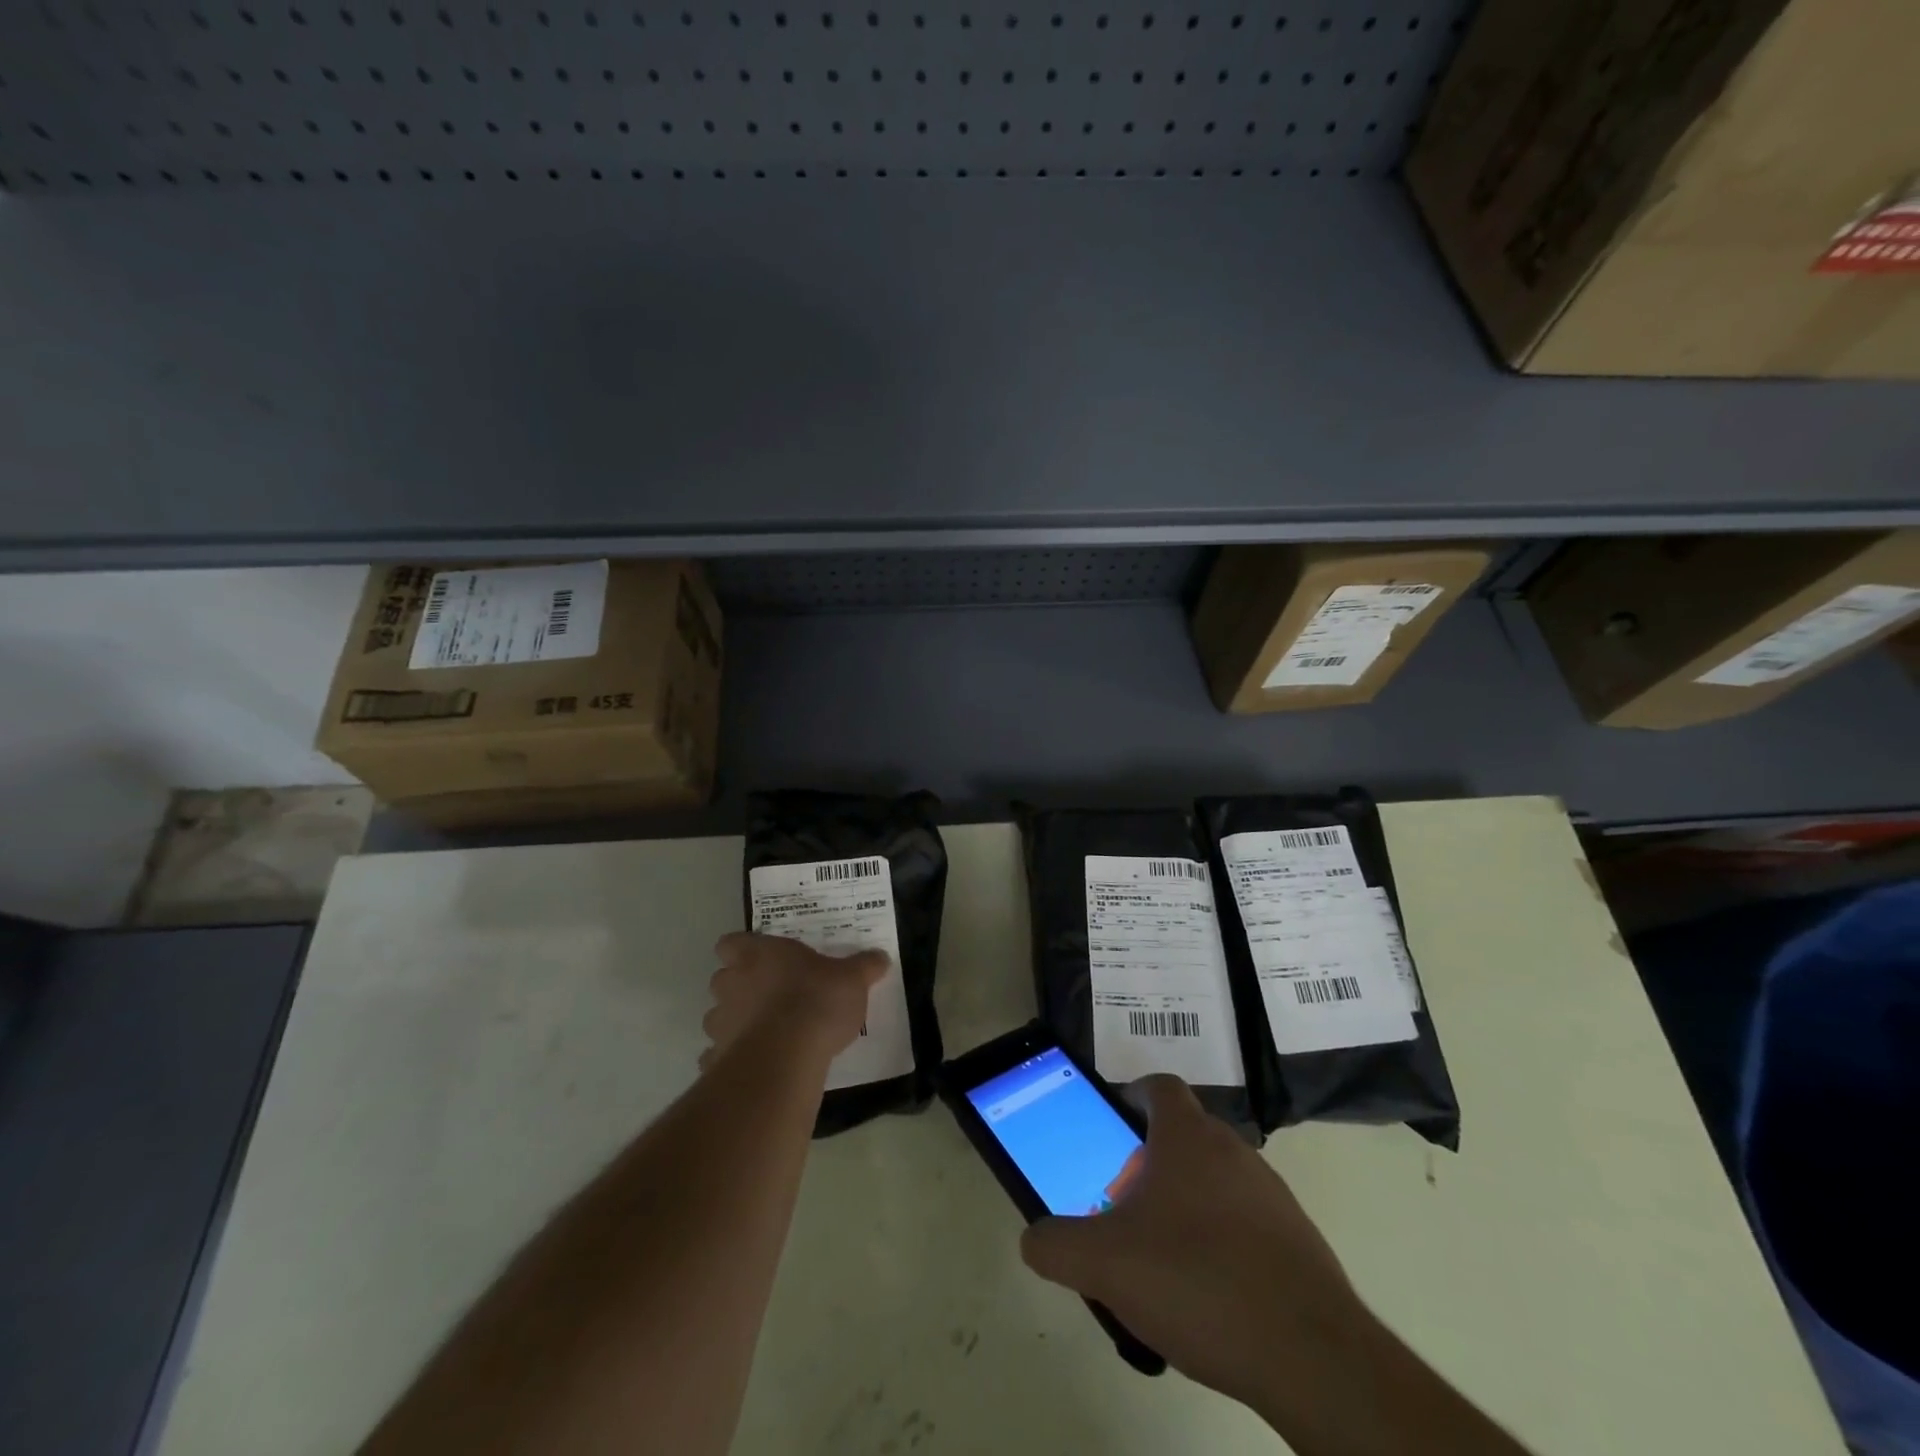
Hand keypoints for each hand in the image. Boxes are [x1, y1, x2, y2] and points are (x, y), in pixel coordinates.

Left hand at [700, 933, 886, 1070]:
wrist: (787, 1056)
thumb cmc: (817, 1001)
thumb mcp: (852, 979)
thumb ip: (864, 966)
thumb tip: (881, 956)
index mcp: (758, 954)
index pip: (731, 942)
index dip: (742, 950)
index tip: (760, 959)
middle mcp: (732, 983)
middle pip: (722, 978)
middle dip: (739, 987)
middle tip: (769, 995)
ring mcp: (720, 1022)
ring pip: (717, 1017)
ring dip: (734, 1022)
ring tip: (763, 1033)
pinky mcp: (717, 1058)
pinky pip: (717, 1056)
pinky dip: (731, 1059)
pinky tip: (754, 1064)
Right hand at [1020, 1076, 1368, 1420]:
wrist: (1311, 1356)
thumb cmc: (1196, 1281)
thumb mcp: (1104, 1264)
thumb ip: (1057, 1246)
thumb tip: (1033, 1239)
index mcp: (1187, 1137)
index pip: (1160, 1086)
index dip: (1133, 1095)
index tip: (1113, 1123)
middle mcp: (1233, 1150)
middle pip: (1184, 1135)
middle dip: (1149, 1161)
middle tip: (1122, 1205)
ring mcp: (1271, 1195)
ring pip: (1215, 1179)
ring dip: (1185, 1202)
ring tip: (1159, 1257)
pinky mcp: (1298, 1242)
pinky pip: (1246, 1223)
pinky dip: (1221, 1240)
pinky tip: (1206, 1294)